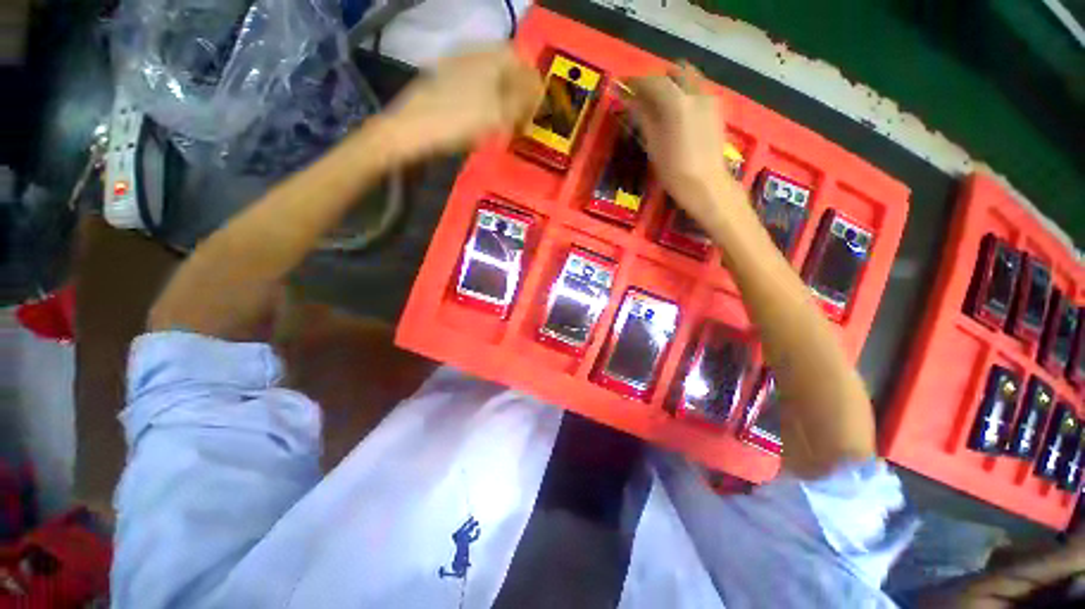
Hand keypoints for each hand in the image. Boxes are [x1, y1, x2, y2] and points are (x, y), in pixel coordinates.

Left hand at [383, 46, 542, 161]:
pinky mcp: (445, 82)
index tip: (536, 113)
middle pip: (507, 71)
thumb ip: (523, 100)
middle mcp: (474, 55)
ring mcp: (456, 66)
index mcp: (490, 57)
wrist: (412, 129)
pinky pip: (476, 88)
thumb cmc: (459, 120)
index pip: (523, 63)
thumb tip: (540, 91)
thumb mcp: (498, 113)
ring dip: (503, 101)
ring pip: (491, 80)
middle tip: (522, 122)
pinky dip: (487, 104)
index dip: (534, 88)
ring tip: (505, 125)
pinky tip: (484, 121)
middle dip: (519, 96)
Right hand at [624, 63, 750, 232]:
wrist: (706, 184)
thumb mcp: (653, 145)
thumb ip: (643, 118)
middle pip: (674, 73)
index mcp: (677, 102)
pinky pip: (698, 90)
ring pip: (689, 79)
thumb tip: (631, 101)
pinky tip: (676, 111)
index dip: (637, 82)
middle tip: (643, 95)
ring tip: (659, 102)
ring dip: (672, 84)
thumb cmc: (674, 170)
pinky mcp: (717, 109)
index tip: (624, 86)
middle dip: (657, 80)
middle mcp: (696, 93)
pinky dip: (684, 93)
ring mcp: (709, 99)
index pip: (653, 82)